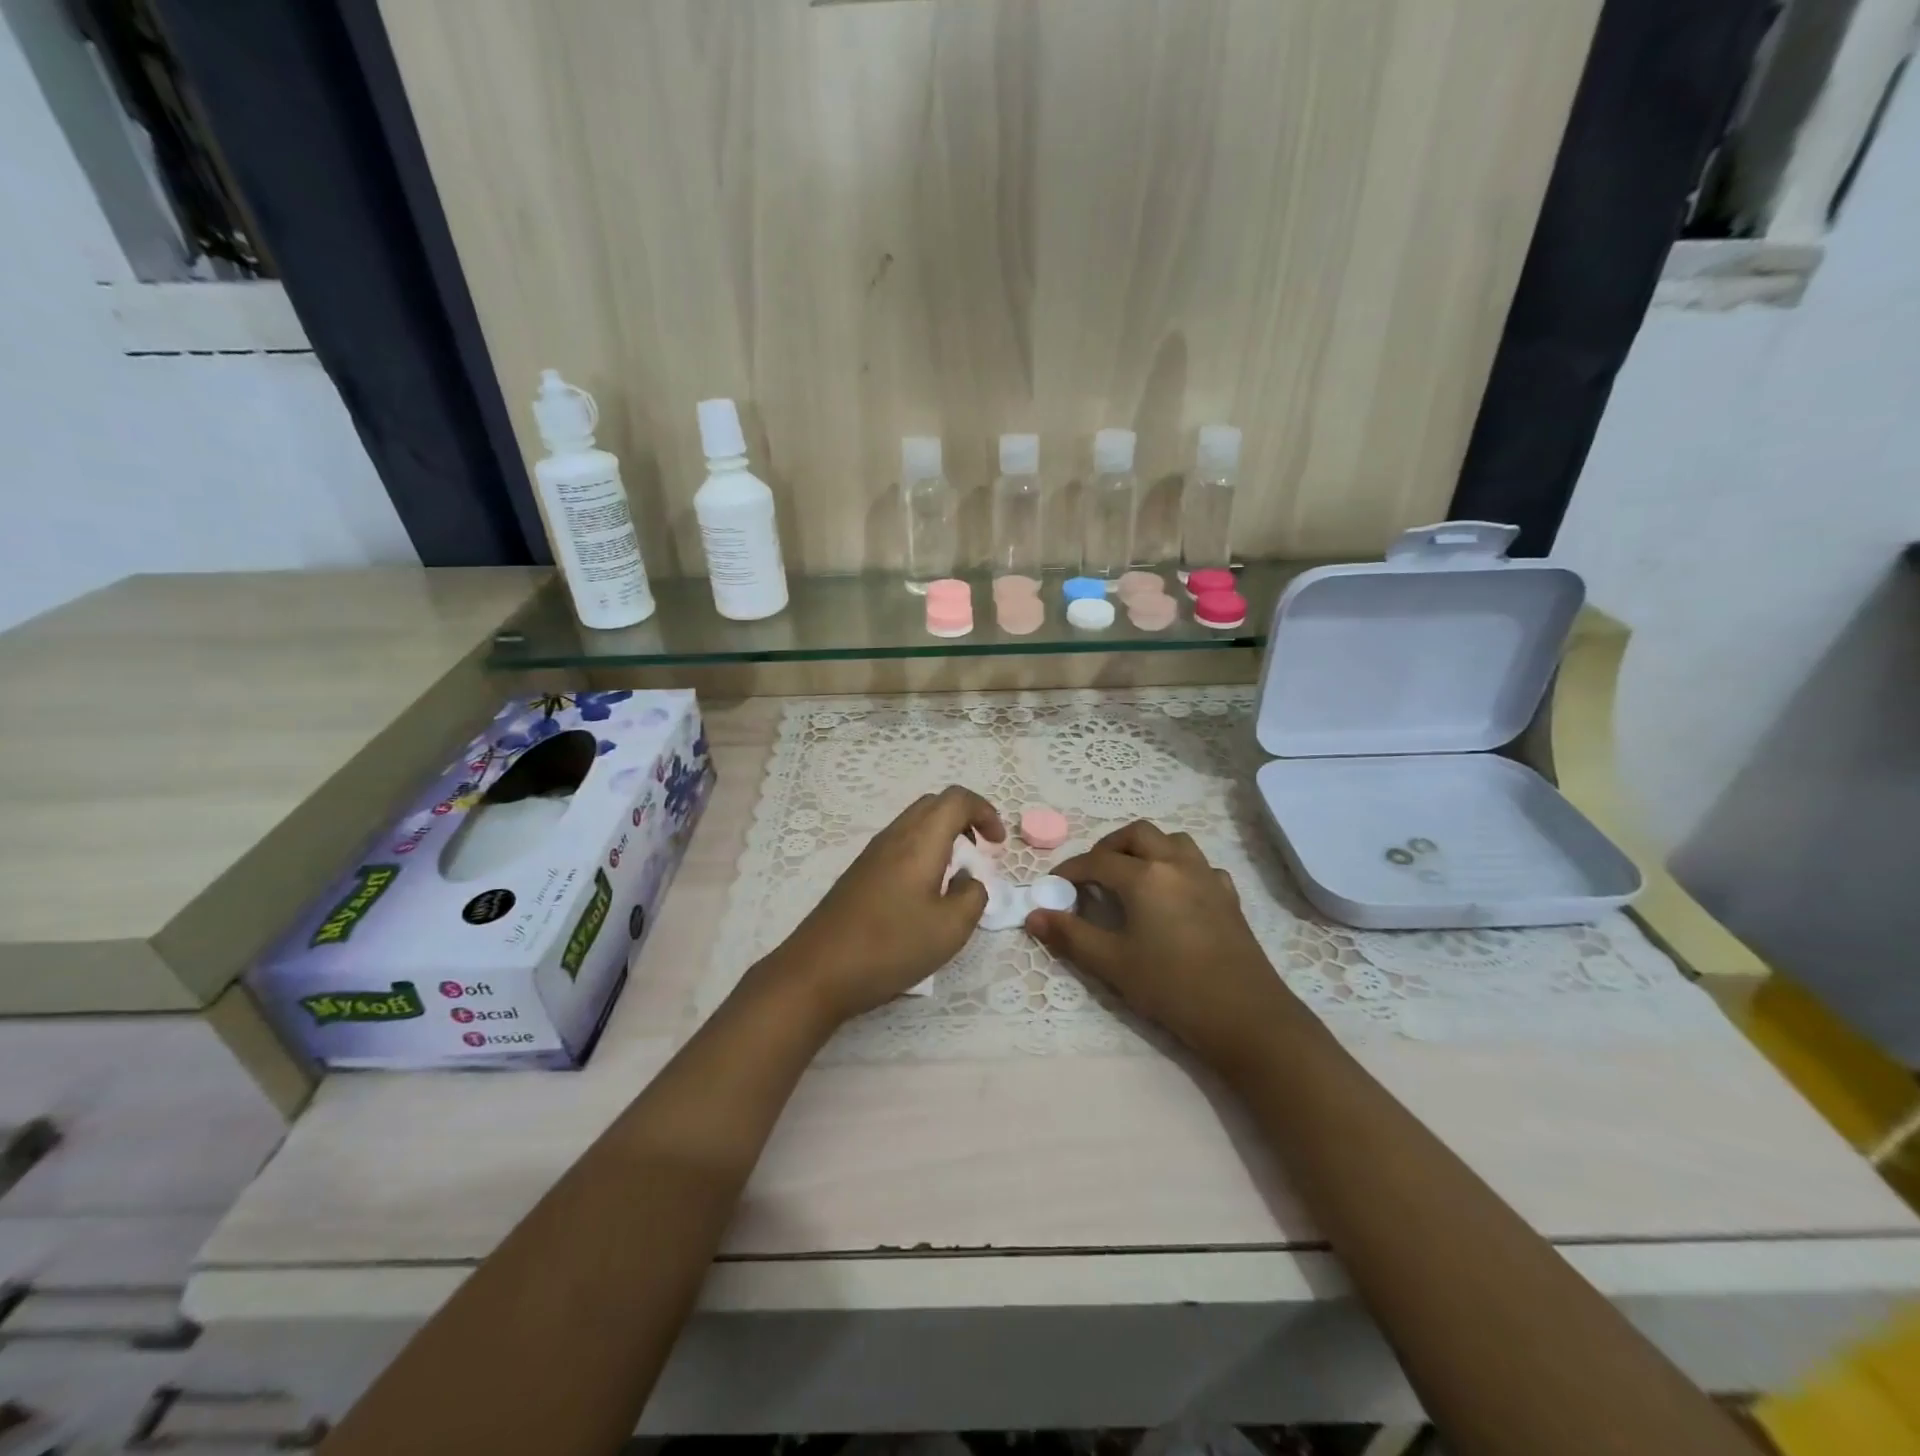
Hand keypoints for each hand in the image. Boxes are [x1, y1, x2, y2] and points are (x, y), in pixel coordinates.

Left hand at [772, 785, 1003, 1026]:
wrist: (818, 971)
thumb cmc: (890, 946)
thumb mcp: (950, 929)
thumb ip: (973, 897)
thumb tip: (969, 881)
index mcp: (920, 840)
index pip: (957, 799)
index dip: (985, 812)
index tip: (998, 844)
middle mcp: (895, 836)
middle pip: (934, 804)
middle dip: (965, 819)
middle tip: (981, 852)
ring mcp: (872, 853)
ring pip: (914, 823)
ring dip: (942, 836)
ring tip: (957, 873)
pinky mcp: (859, 873)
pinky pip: (899, 844)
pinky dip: (922, 851)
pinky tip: (925, 891)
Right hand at [1026, 821, 1301, 1067]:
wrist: (1244, 1015)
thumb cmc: (1171, 987)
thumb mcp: (1112, 964)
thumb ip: (1070, 935)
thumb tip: (1034, 915)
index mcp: (1145, 876)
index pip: (1097, 861)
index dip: (1070, 870)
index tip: (1053, 885)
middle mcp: (1176, 864)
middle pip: (1137, 834)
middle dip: (1109, 847)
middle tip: (1092, 874)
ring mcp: (1207, 876)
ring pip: (1172, 840)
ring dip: (1147, 848)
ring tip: (1131, 875)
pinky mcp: (1228, 895)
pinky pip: (1199, 865)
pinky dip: (1178, 867)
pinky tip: (1173, 894)